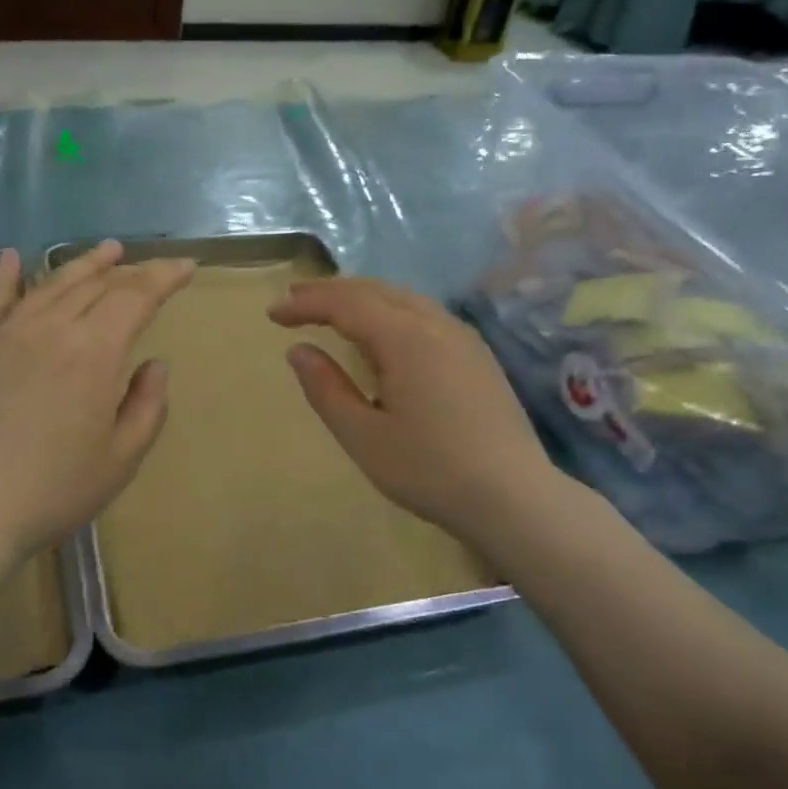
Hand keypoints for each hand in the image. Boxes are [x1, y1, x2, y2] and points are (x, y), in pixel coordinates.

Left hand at [0, 241, 195, 582]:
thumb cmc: (53, 491)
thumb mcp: (121, 458)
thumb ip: (147, 405)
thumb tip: (154, 363)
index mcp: (94, 352)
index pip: (136, 297)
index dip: (164, 278)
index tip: (186, 268)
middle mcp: (51, 328)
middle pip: (96, 285)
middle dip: (129, 270)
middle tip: (151, 266)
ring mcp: (6, 334)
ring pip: (51, 284)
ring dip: (83, 264)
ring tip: (106, 251)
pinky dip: (5, 276)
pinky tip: (12, 257)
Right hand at [268, 277, 574, 553]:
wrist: (515, 498)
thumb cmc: (430, 470)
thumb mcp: (363, 436)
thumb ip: (325, 389)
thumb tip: (298, 351)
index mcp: (405, 338)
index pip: (345, 304)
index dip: (305, 303)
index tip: (272, 314)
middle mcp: (435, 324)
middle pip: (374, 290)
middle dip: (330, 291)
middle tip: (294, 301)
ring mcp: (462, 337)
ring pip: (402, 298)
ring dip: (361, 297)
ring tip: (330, 310)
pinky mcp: (476, 355)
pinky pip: (423, 313)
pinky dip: (389, 310)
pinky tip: (381, 332)